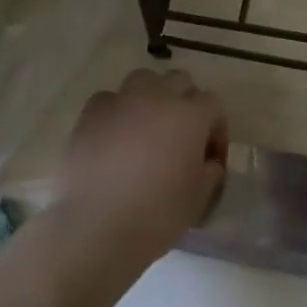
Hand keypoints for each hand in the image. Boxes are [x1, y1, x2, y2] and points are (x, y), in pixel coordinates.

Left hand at [52, 68, 227, 274]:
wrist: (97, 227)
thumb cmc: (157, 215)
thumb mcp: (198, 198)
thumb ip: (209, 172)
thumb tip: (207, 163)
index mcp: (190, 116)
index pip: (213, 104)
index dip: (216, 128)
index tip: (210, 157)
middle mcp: (157, 98)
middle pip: (179, 81)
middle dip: (186, 102)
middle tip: (182, 136)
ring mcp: (121, 102)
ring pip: (143, 80)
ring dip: (152, 96)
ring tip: (148, 127)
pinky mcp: (90, 115)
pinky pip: (109, 99)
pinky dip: (117, 111)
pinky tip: (115, 136)